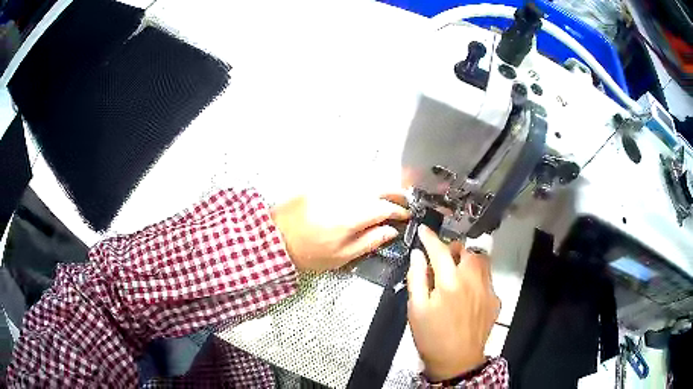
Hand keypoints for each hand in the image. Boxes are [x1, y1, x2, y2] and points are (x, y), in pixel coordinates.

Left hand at [270, 191, 409, 271]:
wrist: (276, 238)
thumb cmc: (310, 253)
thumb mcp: (342, 256)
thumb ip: (369, 241)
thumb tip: (391, 230)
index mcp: (350, 217)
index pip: (383, 208)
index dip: (399, 211)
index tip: (407, 215)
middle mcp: (344, 196)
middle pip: (377, 187)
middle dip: (394, 192)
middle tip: (404, 201)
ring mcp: (332, 186)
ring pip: (364, 180)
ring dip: (381, 186)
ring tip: (390, 196)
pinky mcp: (322, 183)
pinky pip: (349, 179)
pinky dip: (363, 183)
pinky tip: (367, 191)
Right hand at [407, 225, 499, 381]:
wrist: (457, 361)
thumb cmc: (431, 336)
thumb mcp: (416, 309)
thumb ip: (417, 279)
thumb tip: (417, 255)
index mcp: (450, 283)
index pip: (440, 250)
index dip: (430, 238)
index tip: (424, 230)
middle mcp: (473, 280)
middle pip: (467, 251)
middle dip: (453, 248)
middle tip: (442, 258)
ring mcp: (488, 289)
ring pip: (482, 261)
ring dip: (469, 259)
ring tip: (457, 271)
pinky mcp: (496, 299)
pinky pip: (488, 278)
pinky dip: (477, 277)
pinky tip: (469, 292)